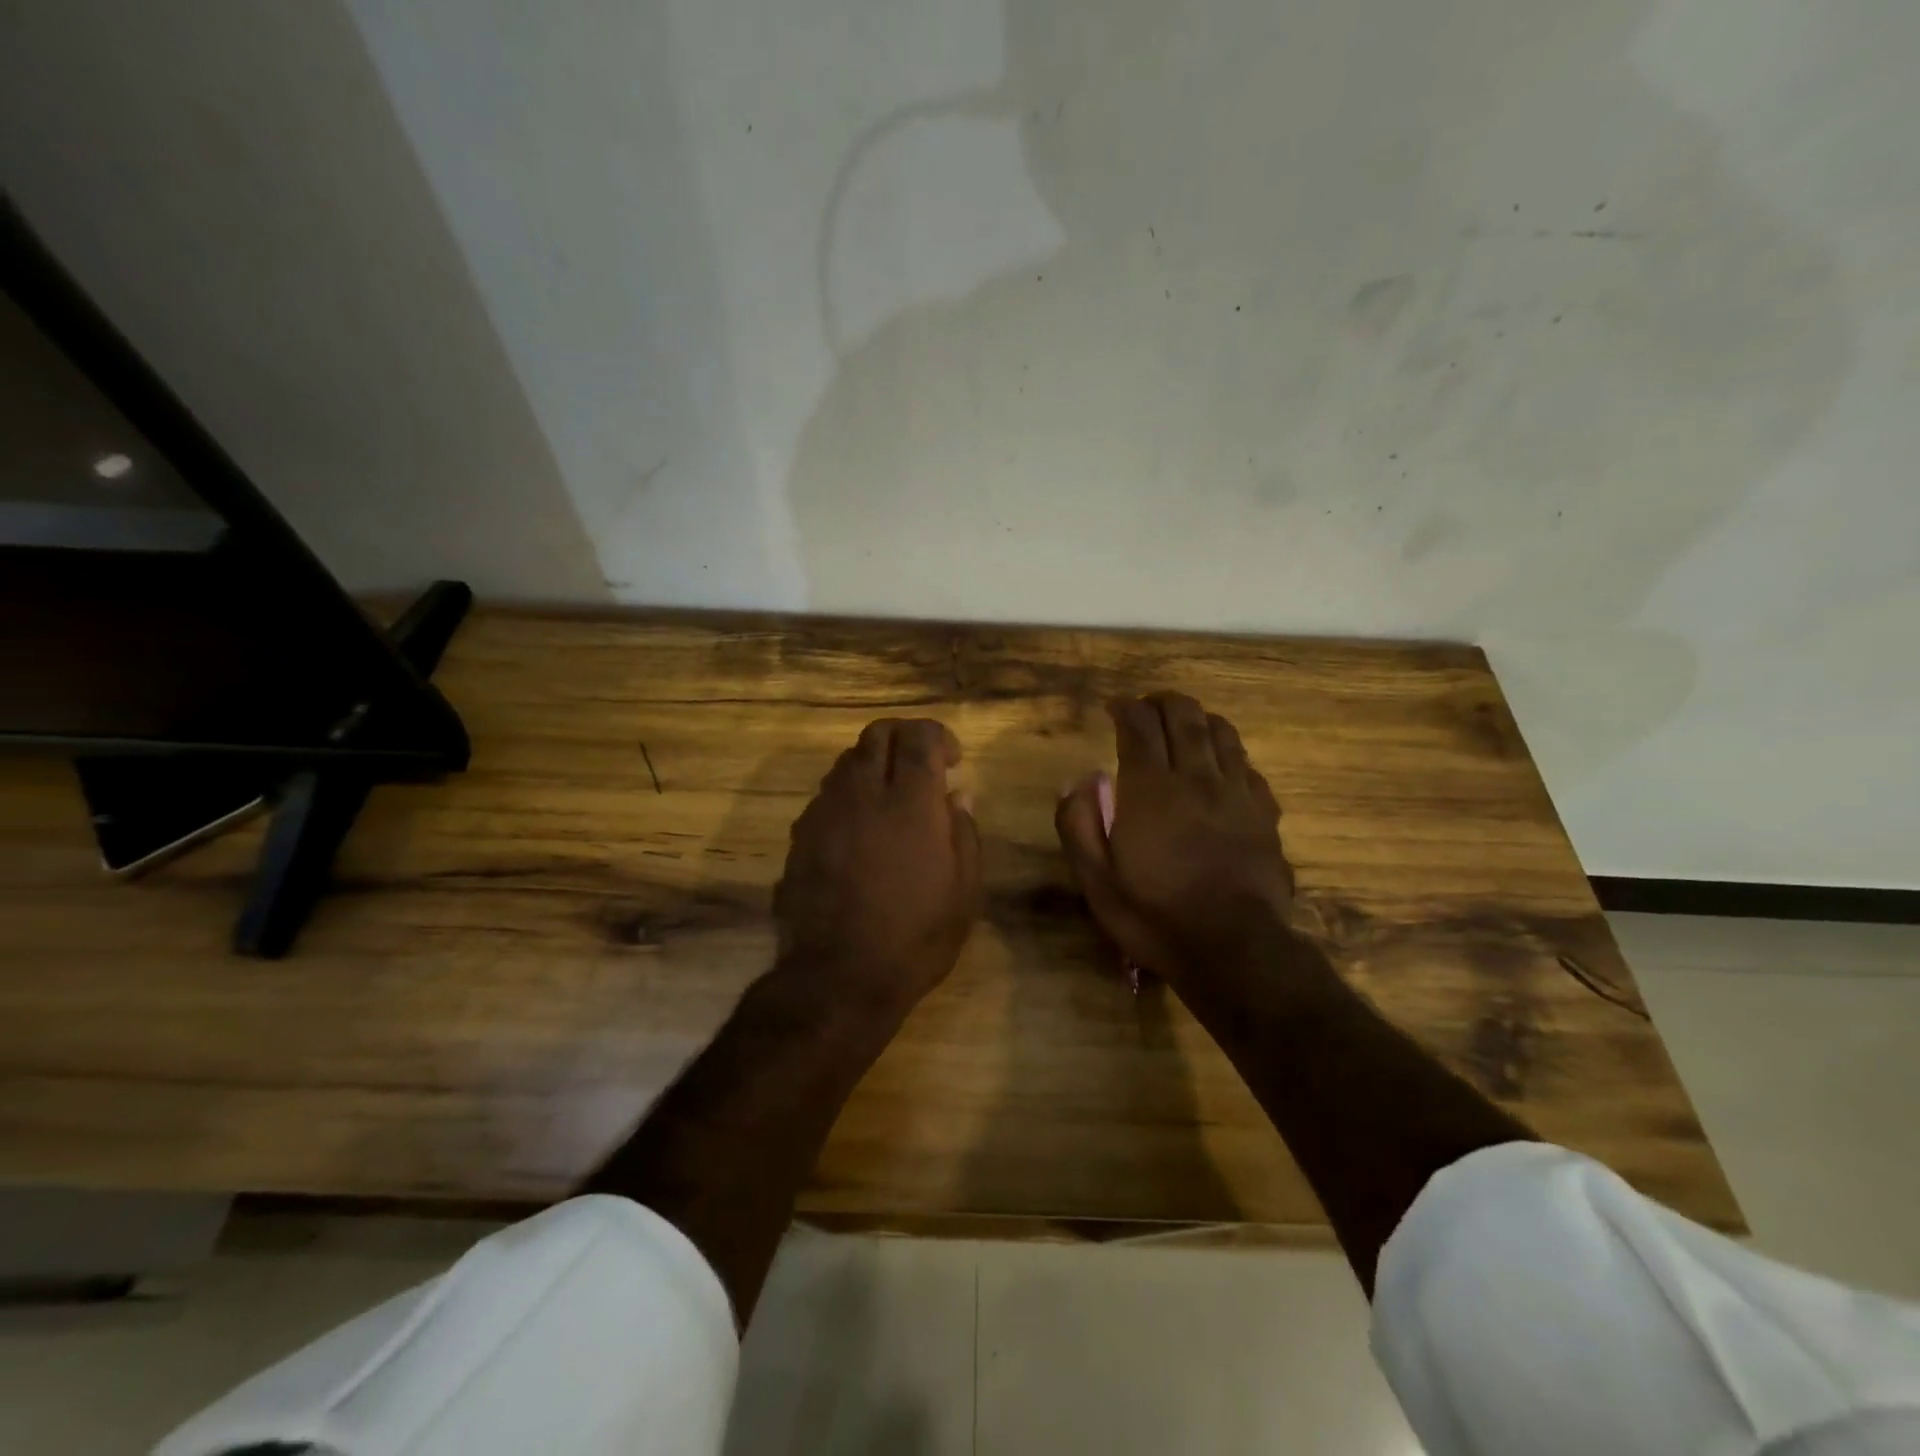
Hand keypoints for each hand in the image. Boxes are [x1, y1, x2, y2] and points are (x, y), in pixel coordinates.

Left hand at [774, 718, 982, 1016]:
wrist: (838, 976)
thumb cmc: (915, 936)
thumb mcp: (964, 891)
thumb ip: (963, 832)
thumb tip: (957, 795)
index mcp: (910, 801)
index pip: (918, 735)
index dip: (938, 735)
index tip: (953, 761)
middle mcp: (862, 793)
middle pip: (876, 733)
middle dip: (903, 737)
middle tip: (921, 765)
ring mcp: (825, 812)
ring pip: (846, 760)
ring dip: (873, 764)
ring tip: (891, 797)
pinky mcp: (800, 835)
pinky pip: (826, 794)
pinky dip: (849, 794)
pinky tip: (860, 830)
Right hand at [1056, 693, 1294, 988]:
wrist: (1234, 949)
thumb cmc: (1155, 916)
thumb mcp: (1097, 881)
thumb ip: (1079, 825)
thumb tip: (1078, 782)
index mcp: (1150, 789)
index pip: (1139, 726)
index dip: (1125, 708)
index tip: (1115, 708)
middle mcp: (1196, 778)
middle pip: (1184, 716)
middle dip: (1162, 703)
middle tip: (1147, 708)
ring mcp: (1236, 793)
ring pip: (1222, 733)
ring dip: (1199, 719)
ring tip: (1185, 725)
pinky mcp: (1264, 814)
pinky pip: (1248, 766)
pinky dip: (1230, 754)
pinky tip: (1222, 766)